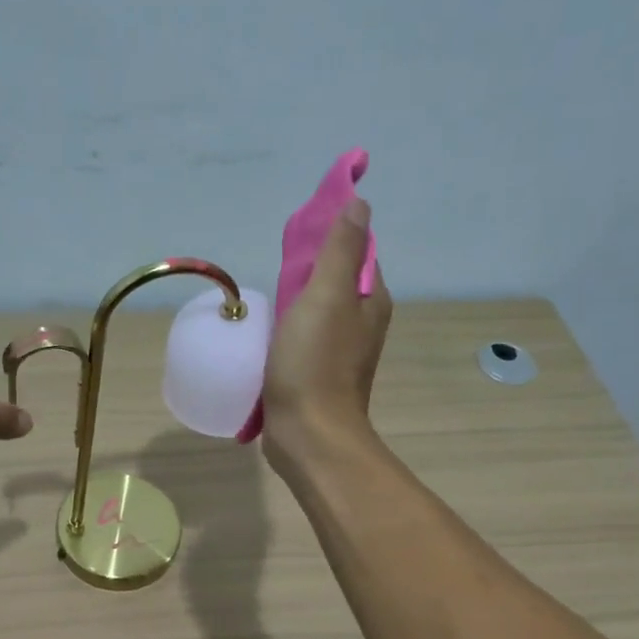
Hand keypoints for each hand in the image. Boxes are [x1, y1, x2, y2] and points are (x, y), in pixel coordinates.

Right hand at [260, 197, 391, 476]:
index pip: (357, 252)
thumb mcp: (327, 297)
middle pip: (335, 282)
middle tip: (277, 267)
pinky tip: (267, 333)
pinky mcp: (316, 375)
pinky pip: (303, 340)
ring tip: (267, 298)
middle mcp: (361, 324)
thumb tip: (358, 202)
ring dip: (296, 301)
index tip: (299, 234)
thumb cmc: (316, 364)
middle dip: (309, 270)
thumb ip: (340, 249)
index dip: (331, 237)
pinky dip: (287, 330)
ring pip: (317, 312)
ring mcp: (339, 353)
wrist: (308, 435)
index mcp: (371, 301)